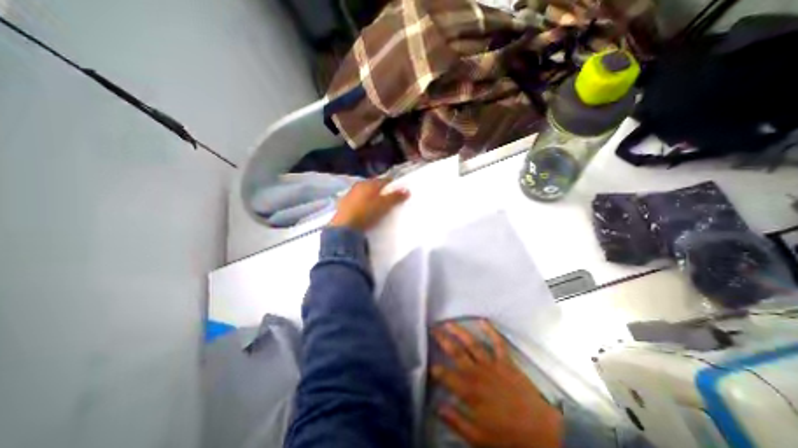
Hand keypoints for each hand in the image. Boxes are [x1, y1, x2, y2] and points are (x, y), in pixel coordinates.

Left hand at [329, 179, 407, 233]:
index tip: (398, 192)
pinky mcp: (343, 205)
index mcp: (369, 183)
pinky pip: (357, 202)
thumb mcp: (384, 205)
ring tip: (377, 207)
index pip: (384, 181)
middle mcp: (358, 186)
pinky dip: (362, 205)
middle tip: (389, 200)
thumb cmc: (366, 212)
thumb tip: (407, 190)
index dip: (392, 185)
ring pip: (364, 193)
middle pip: (373, 186)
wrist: (344, 227)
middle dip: (381, 192)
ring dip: (371, 198)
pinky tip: (365, 212)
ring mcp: (349, 195)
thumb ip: (395, 197)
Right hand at [431, 321, 560, 445]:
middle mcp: (477, 372)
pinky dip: (491, 331)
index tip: (428, 364)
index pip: (445, 375)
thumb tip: (437, 407)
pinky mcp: (506, 362)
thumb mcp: (478, 438)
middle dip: (442, 339)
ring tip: (449, 322)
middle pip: (455, 352)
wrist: (541, 433)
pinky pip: (498, 343)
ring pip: (472, 344)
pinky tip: (483, 321)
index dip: (435, 369)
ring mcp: (492, 364)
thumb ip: (456, 421)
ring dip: (459, 331)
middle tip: (433, 328)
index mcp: (469, 391)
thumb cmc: (507, 437)